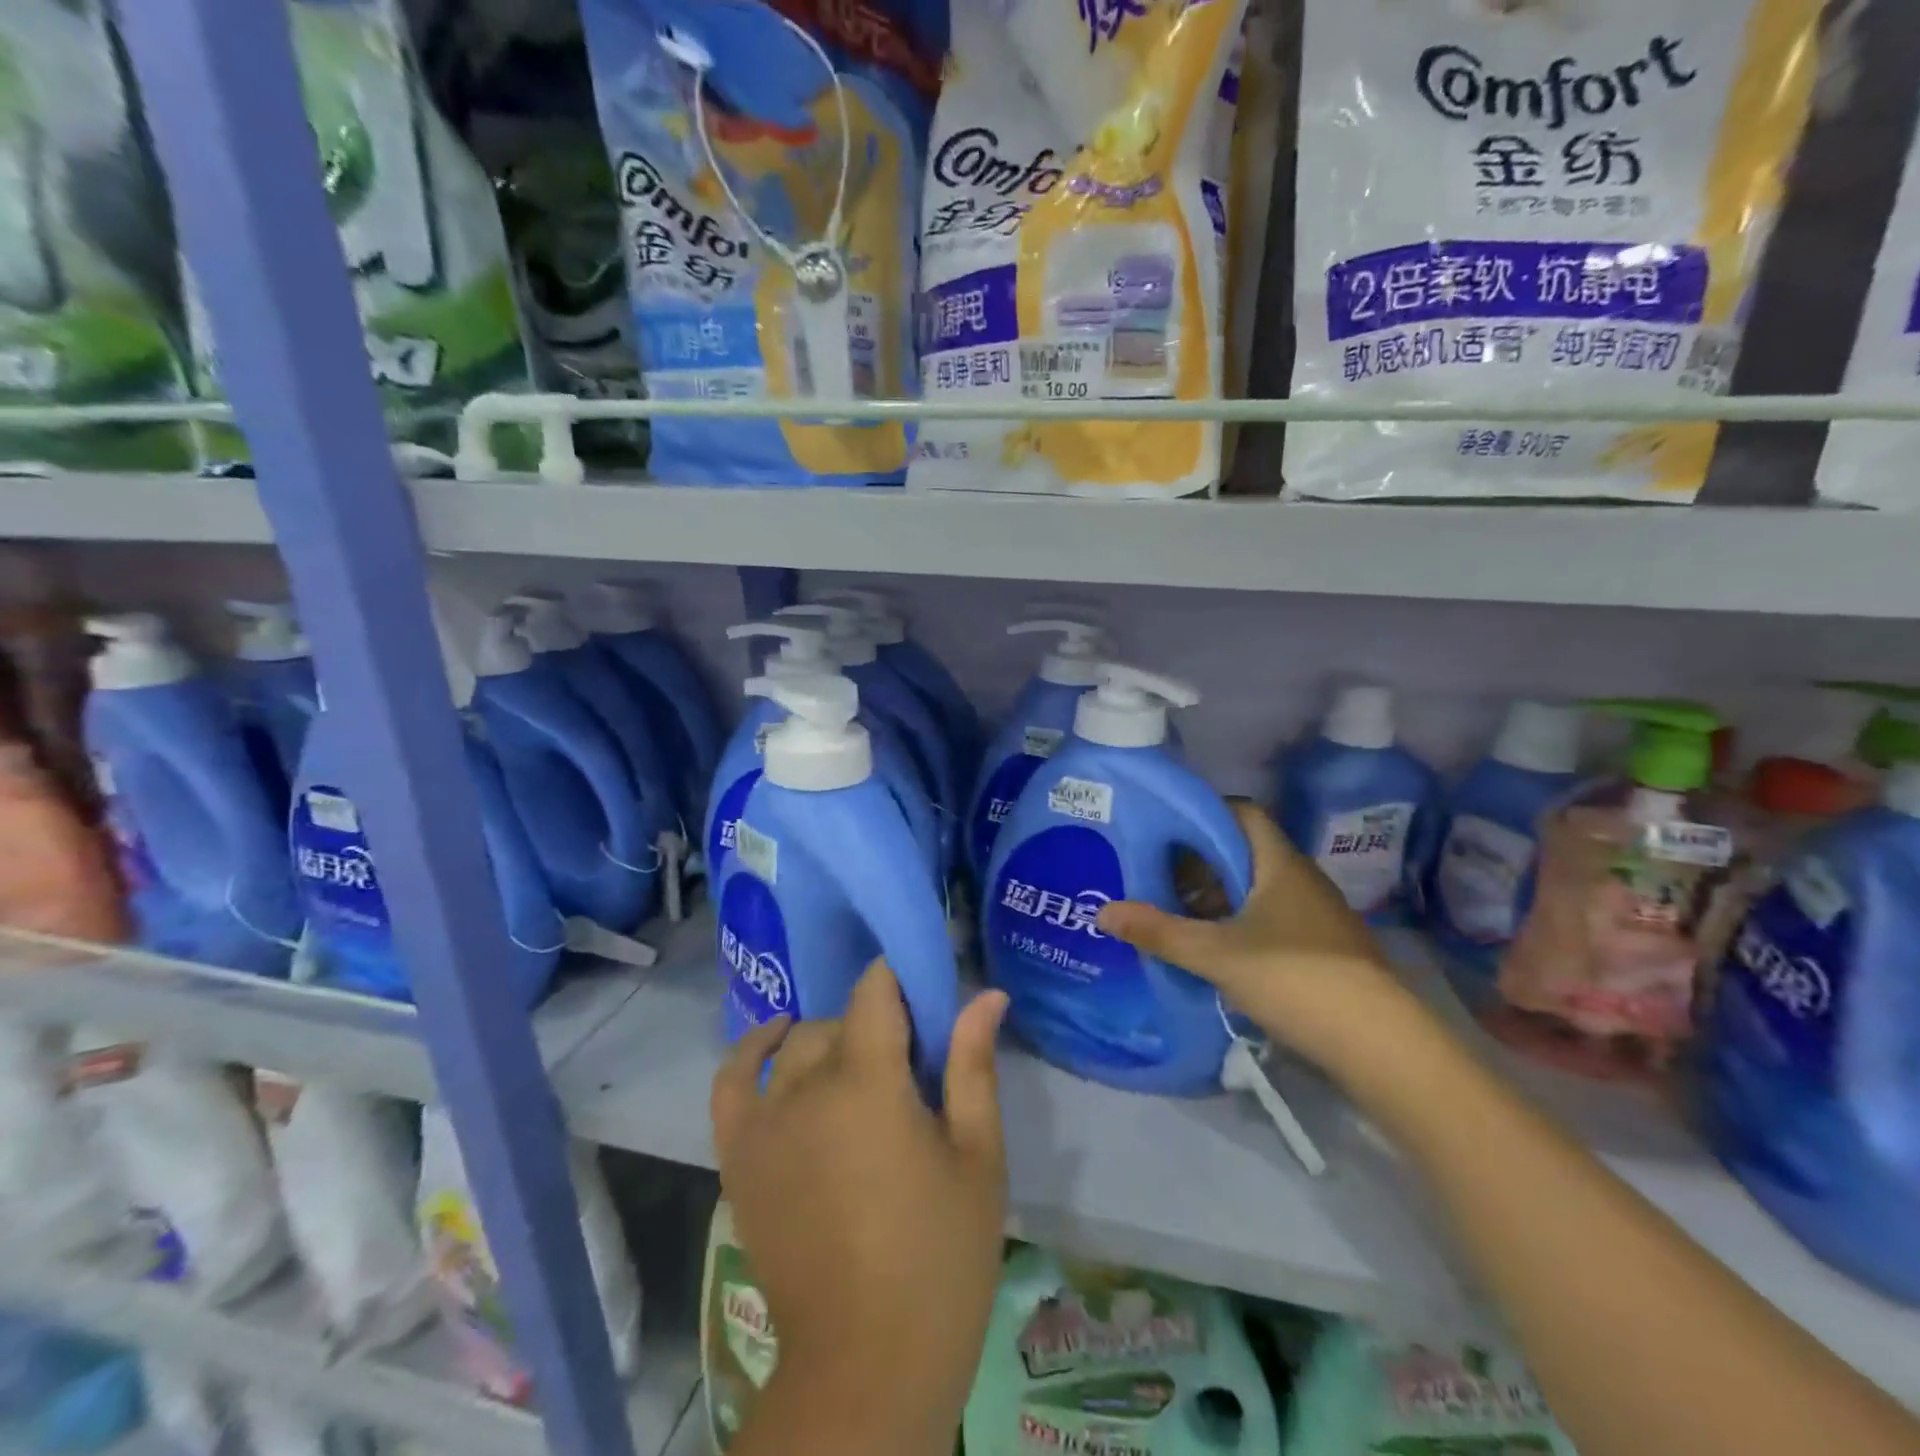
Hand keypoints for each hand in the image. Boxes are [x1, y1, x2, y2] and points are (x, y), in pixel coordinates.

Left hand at [711, 961, 1009, 1449]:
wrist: (868, 1363)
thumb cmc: (940, 1255)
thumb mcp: (978, 1156)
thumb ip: (974, 1065)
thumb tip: (987, 993)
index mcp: (869, 1081)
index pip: (875, 990)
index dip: (899, 978)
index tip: (925, 992)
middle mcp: (807, 1087)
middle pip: (839, 1021)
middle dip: (877, 1025)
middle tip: (910, 1066)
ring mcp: (764, 1122)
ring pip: (796, 1047)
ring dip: (830, 1044)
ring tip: (861, 1073)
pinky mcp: (739, 1157)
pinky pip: (731, 1081)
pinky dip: (750, 1051)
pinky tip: (777, 1041)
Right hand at [1098, 802, 1425, 1079]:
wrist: (1383, 1046)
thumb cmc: (1296, 979)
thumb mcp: (1217, 955)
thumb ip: (1159, 932)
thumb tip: (1102, 912)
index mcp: (1279, 864)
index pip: (1242, 813)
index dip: (1203, 812)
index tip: (1164, 827)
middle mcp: (1301, 879)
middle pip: (1244, 852)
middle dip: (1200, 862)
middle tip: (1156, 875)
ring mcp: (1317, 915)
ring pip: (1257, 889)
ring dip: (1218, 897)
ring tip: (1177, 913)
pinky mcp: (1324, 948)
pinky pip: (1272, 918)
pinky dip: (1240, 923)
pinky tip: (1216, 949)